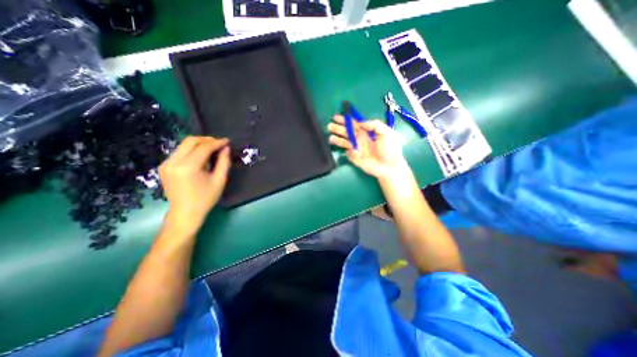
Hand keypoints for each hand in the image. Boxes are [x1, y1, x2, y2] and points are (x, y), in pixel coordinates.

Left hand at [157, 137, 229, 236]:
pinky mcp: (164, 166)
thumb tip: (226, 148)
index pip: (203, 147)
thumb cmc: (205, 198)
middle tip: (220, 143)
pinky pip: (180, 151)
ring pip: (184, 145)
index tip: (227, 141)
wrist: (185, 213)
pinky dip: (192, 150)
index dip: (217, 142)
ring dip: (199, 144)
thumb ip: (224, 162)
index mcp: (188, 167)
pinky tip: (201, 156)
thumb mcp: (219, 180)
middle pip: (190, 141)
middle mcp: (173, 162)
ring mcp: (166, 164)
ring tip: (213, 148)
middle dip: (207, 139)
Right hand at [329, 116, 406, 179]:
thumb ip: (375, 124)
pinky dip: (345, 151)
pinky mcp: (355, 158)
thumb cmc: (390, 149)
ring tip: (329, 137)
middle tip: (329, 125)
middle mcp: (359, 139)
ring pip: (344, 142)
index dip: (346, 120)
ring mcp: (356, 149)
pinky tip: (344, 150)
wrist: (389, 166)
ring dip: (337, 139)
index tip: (337, 117)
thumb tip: (361, 123)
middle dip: (338, 128)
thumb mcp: (387, 132)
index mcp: (366, 132)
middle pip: (346, 132)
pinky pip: (347, 153)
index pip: (354, 124)